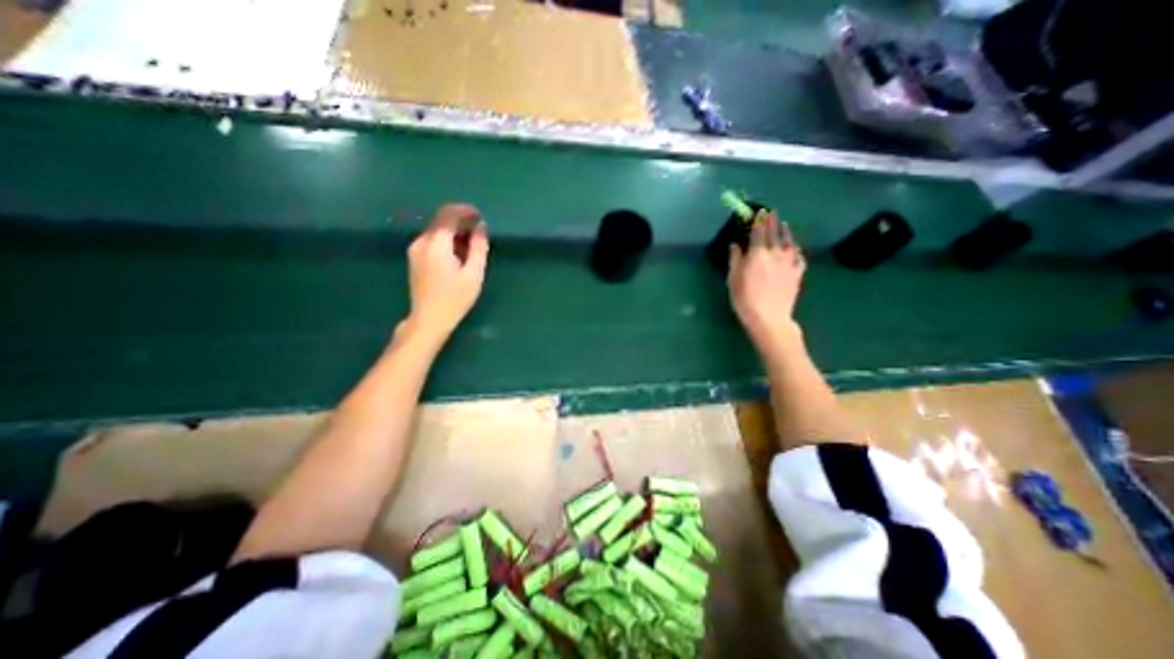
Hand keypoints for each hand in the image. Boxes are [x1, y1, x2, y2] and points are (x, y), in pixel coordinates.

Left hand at [404, 204, 485, 341]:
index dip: (465, 211)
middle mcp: (421, 242)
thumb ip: (478, 247)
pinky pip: (432, 240)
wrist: (429, 319)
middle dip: (460, 220)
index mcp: (436, 244)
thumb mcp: (473, 274)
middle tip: (479, 229)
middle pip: (440, 221)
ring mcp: (415, 250)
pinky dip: (446, 240)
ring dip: (453, 231)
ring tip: (471, 242)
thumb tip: (481, 227)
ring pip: (436, 231)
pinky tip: (458, 252)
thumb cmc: (455, 298)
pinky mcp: (414, 258)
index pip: (448, 215)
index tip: (480, 216)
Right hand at [726, 212, 808, 350]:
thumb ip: (735, 259)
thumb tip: (736, 245)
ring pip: (789, 242)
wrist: (769, 317)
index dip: (759, 220)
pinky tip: (794, 249)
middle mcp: (775, 253)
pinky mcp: (797, 273)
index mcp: (758, 254)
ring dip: (785, 231)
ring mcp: (789, 262)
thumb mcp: (733, 279)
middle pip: (774, 233)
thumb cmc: (745, 299)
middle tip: (771, 212)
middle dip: (772, 221)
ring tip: (783, 225)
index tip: (759, 211)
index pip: (759, 231)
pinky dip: (795, 250)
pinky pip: (799, 256)